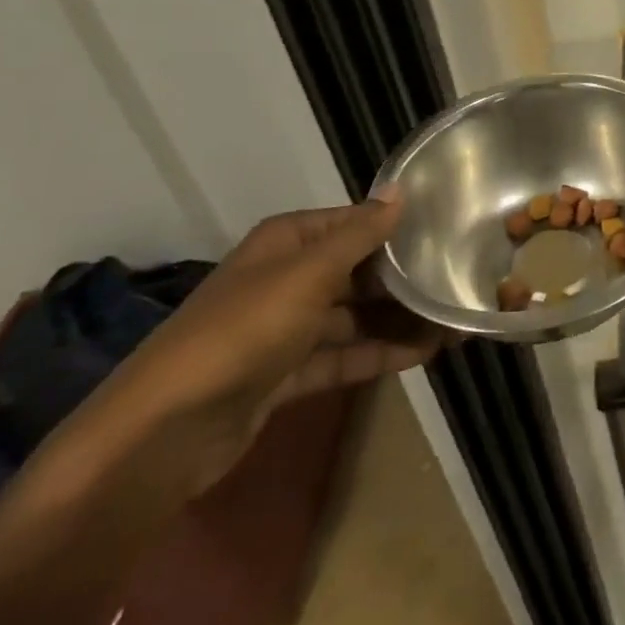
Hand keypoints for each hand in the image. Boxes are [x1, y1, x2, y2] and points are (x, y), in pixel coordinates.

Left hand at [81, 192, 446, 492]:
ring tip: (454, 320)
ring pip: (355, 316)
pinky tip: (426, 352)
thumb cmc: (243, 331)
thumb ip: (361, 234)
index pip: (355, 222)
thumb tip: (400, 189)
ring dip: (400, 319)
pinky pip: (344, 355)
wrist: (164, 435)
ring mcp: (286, 329)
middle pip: (358, 269)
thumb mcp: (309, 273)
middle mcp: (287, 277)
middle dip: (405, 277)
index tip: (449, 230)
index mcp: (288, 242)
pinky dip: (380, 353)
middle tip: (460, 279)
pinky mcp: (286, 375)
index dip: (398, 226)